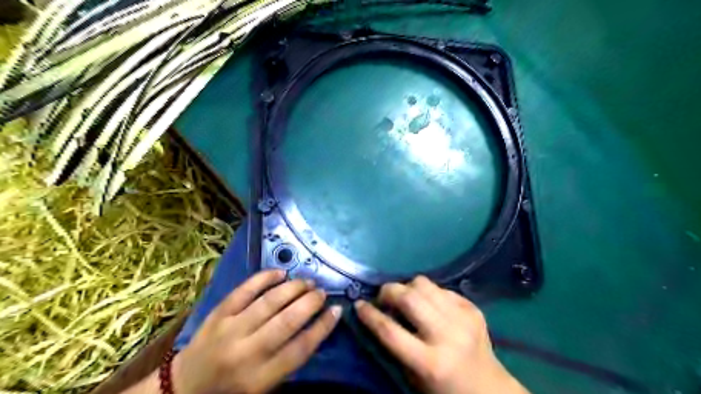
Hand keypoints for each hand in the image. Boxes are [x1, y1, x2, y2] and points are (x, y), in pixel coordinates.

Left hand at [172, 270, 342, 393]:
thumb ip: (288, 360)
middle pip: (288, 321)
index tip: (337, 311)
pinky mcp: (219, 313)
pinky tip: (281, 273)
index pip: (300, 348)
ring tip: (307, 282)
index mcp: (260, 378)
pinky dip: (265, 278)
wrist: (184, 387)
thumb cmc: (231, 390)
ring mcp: (231, 328)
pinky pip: (245, 289)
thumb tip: (315, 327)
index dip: (322, 327)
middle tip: (322, 292)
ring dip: (293, 288)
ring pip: (270, 301)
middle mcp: (247, 351)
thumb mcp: (264, 388)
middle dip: (311, 302)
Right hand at [353, 276, 528, 393]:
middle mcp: (447, 336)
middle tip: (383, 297)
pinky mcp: (472, 308)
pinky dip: (428, 292)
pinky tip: (429, 304)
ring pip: (424, 284)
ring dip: (408, 287)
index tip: (358, 305)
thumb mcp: (414, 377)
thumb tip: (377, 313)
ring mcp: (463, 318)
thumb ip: (395, 345)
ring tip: (405, 297)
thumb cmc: (444, 390)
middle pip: (409, 299)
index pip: (390, 331)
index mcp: (430, 363)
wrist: (488, 388)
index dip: (370, 315)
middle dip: (389, 291)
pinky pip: (441, 288)